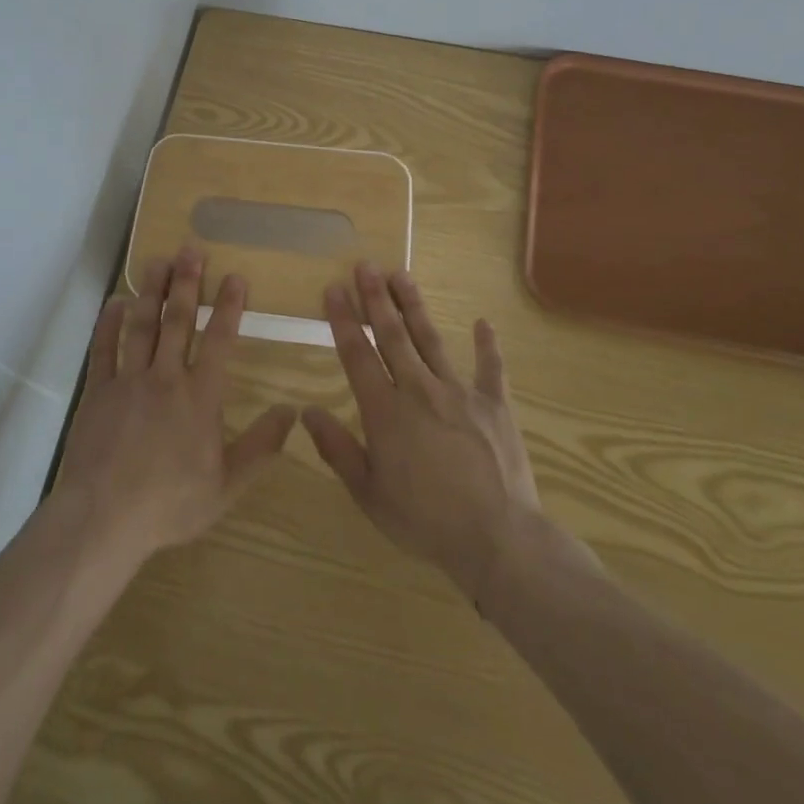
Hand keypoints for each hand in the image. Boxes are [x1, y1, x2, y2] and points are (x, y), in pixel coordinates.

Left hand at [53, 248, 296, 572]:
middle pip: (178, 321)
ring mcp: (128, 381)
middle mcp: (166, 378)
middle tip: (191, 249)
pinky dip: (108, 323)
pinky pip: (104, 348)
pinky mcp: (98, 391)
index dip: (229, 307)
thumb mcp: (227, 485)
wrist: (104, 518)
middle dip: (187, 282)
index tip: (235, 276)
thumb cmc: (170, 504)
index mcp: (200, 397)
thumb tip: (292, 413)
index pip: (220, 340)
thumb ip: (261, 447)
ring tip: (157, 261)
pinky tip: (115, 302)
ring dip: (151, 291)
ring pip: (141, 325)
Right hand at [303, 264, 591, 601]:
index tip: (333, 288)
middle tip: (365, 265)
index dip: (343, 319)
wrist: (498, 538)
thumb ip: (337, 449)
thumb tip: (306, 412)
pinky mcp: (495, 405)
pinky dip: (487, 345)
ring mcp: (460, 392)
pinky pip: (491, 368)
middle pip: (392, 335)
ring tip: (401, 274)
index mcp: (385, 411)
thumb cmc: (425, 520)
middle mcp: (419, 389)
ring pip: (431, 339)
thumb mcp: (369, 493)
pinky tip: (483, 323)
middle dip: (375, 297)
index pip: (357, 354)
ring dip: (414, 306)